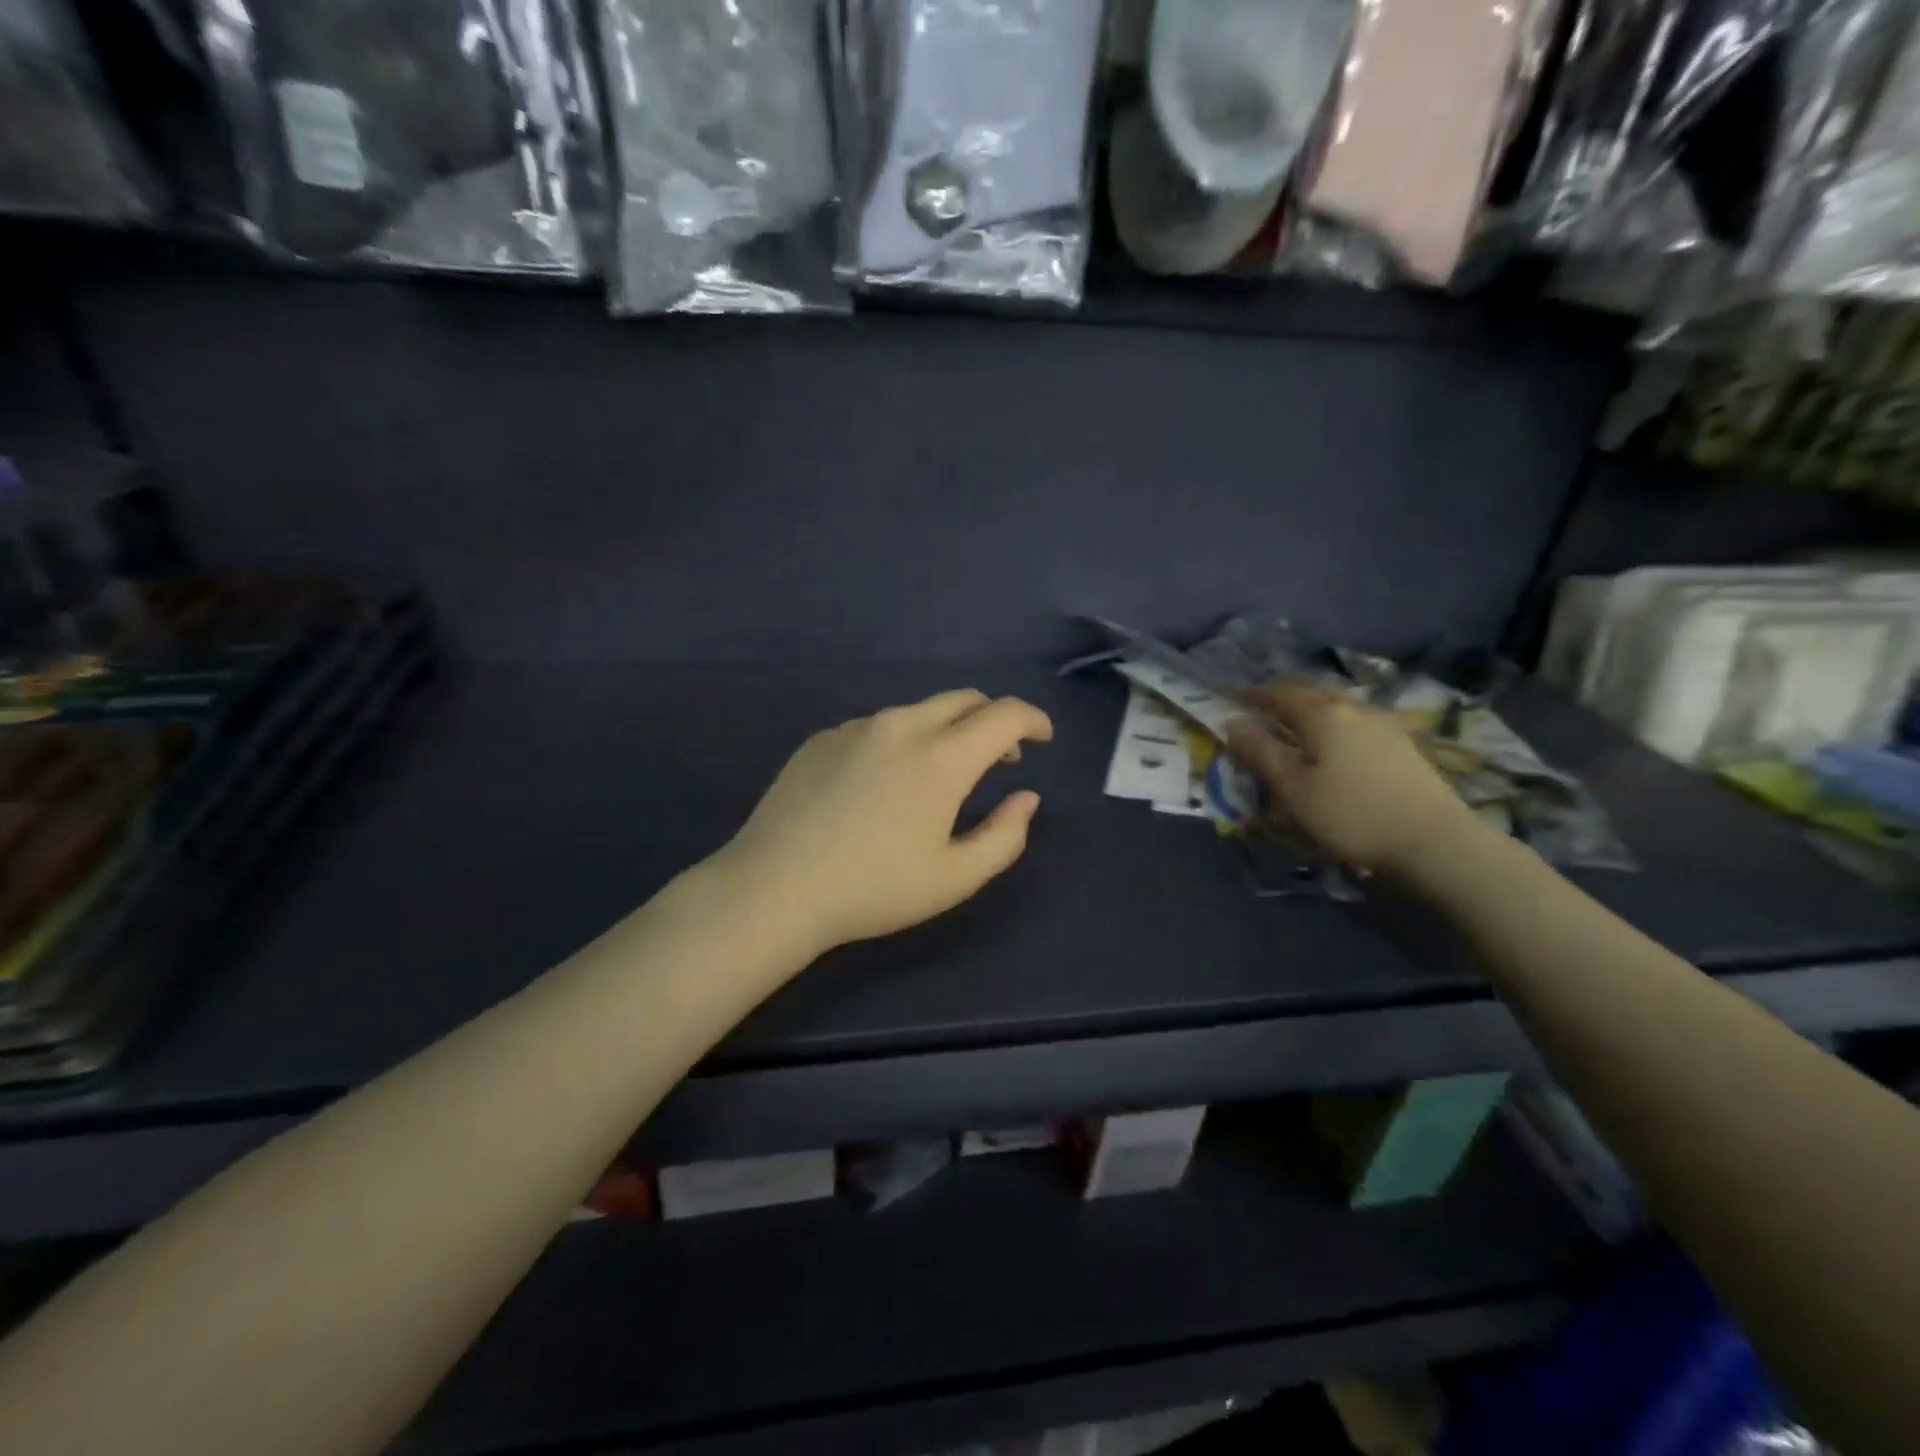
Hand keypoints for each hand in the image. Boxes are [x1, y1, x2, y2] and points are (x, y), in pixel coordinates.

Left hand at [720, 690, 1053, 954]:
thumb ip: (1005, 835)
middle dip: (993, 719)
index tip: (1042, 738)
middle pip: (963, 699)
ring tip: (940, 775)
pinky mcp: (822, 738)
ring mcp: (856, 728)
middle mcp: (901, 726)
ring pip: (918, 712)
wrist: (775, 887)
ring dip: (945, 731)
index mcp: (941, 757)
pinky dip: (901, 741)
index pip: (1004, 715)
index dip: (1033, 720)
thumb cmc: (874, 888)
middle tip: (1000, 757)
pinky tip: (883, 784)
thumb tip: (1026, 798)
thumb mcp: (955, 877)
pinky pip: (877, 727)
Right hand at [1226, 680, 1474, 877]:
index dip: (1253, 695)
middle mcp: (1354, 708)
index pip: (1279, 694)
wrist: (1433, 840)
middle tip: (1262, 707)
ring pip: (1338, 705)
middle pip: (1312, 692)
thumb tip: (1234, 723)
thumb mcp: (1292, 788)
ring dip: (1312, 708)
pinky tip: (1336, 742)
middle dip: (1284, 697)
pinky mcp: (1403, 744)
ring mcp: (1384, 724)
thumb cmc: (1350, 814)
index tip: (1232, 697)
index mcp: (1322, 714)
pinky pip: (1357, 721)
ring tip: (1296, 724)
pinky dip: (1335, 724)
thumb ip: (1260, 752)